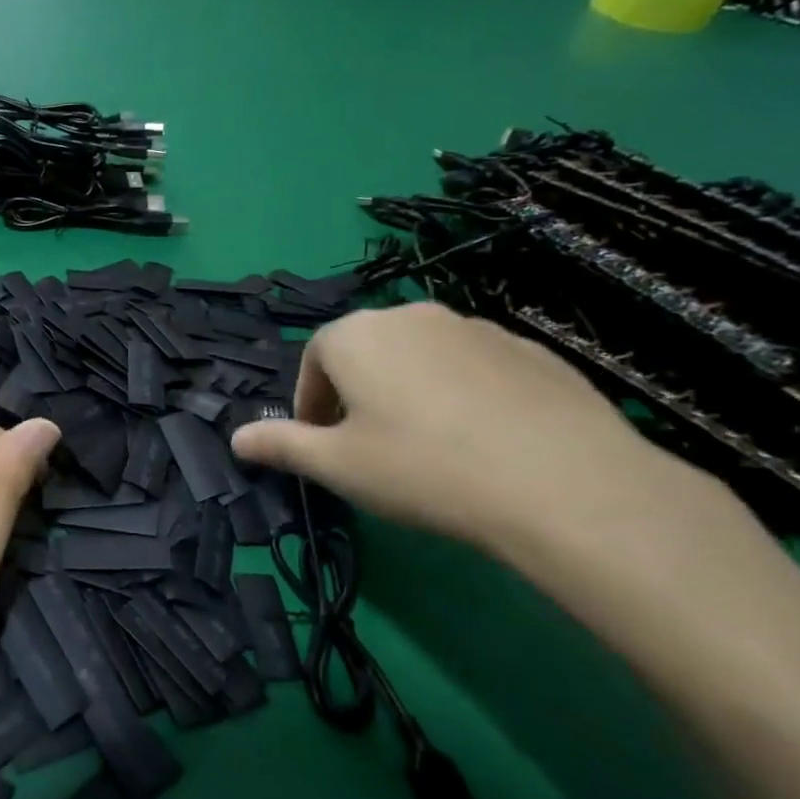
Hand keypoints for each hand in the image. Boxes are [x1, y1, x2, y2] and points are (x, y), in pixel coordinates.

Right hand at [231, 304, 691, 566]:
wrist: (562, 483)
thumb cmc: (422, 468)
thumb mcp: (338, 466)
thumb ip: (281, 445)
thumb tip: (237, 439)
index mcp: (356, 336)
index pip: (314, 359)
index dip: (310, 402)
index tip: (320, 443)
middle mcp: (410, 316)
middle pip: (366, 351)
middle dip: (355, 393)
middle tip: (366, 446)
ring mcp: (474, 327)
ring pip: (420, 357)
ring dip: (408, 391)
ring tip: (425, 445)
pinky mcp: (528, 349)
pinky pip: (473, 367)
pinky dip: (461, 394)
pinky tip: (479, 442)